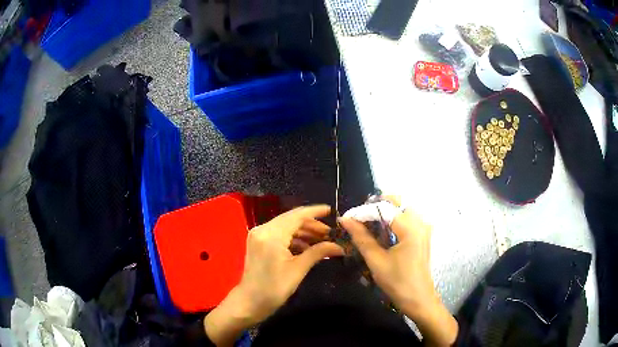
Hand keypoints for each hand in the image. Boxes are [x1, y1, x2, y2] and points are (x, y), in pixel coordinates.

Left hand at [205, 205, 343, 345]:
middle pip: (291, 219)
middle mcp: (263, 229)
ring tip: (322, 240)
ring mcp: (259, 235)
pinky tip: (307, 247)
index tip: (331, 211)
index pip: (297, 215)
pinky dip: (293, 238)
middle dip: (312, 224)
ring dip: (303, 232)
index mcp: (272, 234)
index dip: (315, 212)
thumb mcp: (298, 269)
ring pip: (286, 226)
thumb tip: (340, 246)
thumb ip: (318, 252)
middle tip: (330, 233)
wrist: (249, 301)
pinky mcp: (258, 242)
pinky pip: (279, 234)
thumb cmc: (274, 288)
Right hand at [339, 196, 457, 346]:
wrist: (419, 299)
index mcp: (410, 228)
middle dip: (377, 206)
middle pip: (397, 202)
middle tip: (360, 219)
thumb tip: (346, 220)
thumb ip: (361, 237)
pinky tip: (383, 231)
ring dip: (386, 212)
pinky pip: (408, 218)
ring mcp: (424, 228)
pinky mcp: (423, 235)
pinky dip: (394, 219)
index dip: (364, 211)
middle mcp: (420, 222)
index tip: (348, 218)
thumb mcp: (376, 261)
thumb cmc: (397, 282)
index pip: (384, 208)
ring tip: (369, 224)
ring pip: (403, 209)